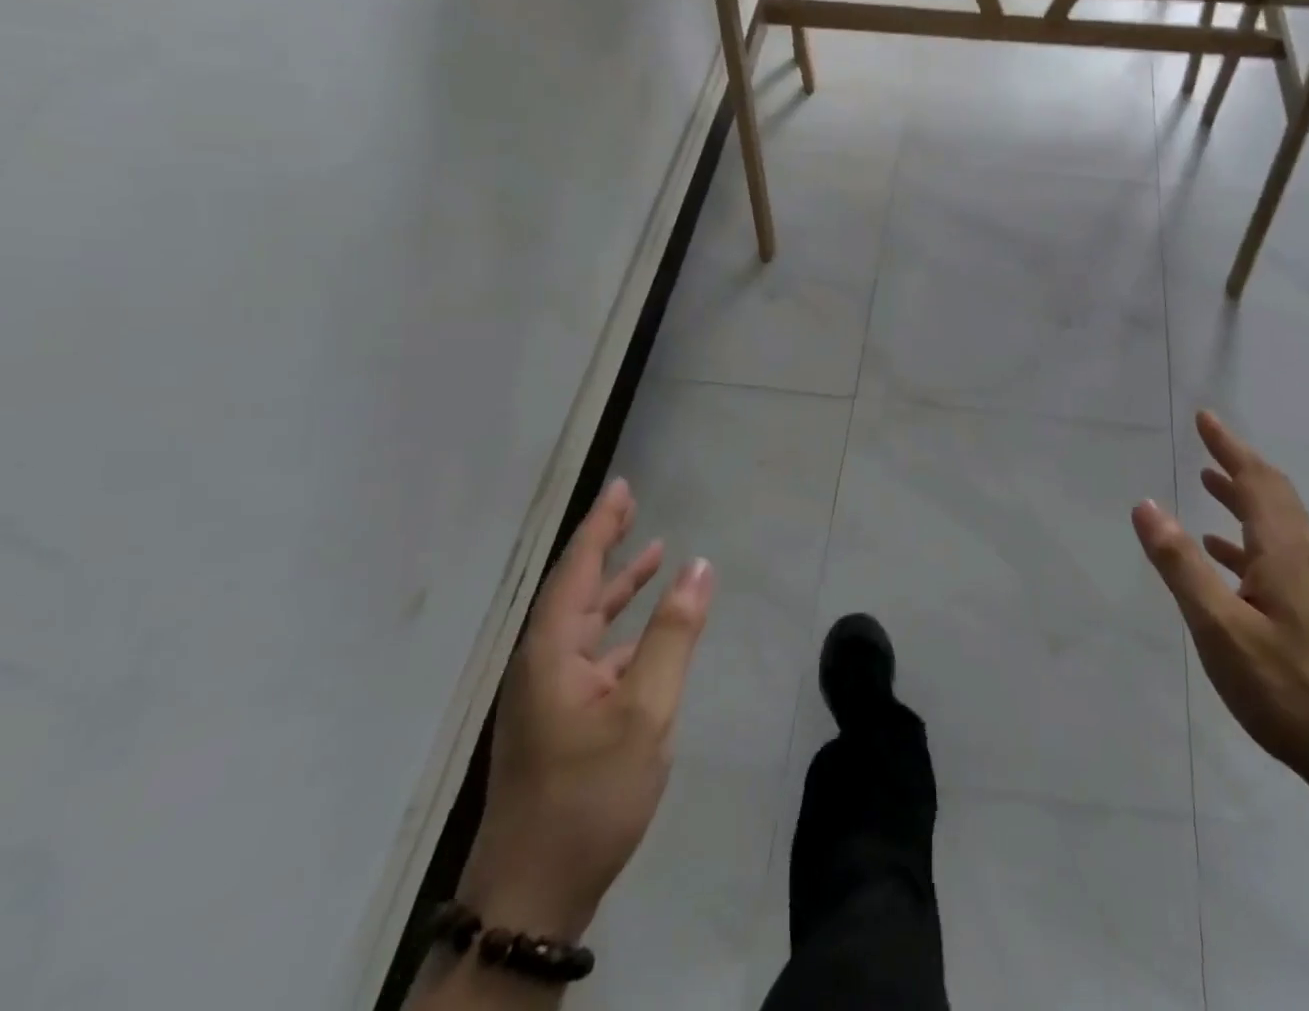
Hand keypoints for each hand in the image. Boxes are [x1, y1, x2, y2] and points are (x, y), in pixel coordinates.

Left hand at [459, 478, 713, 938]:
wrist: (533, 897)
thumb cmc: (590, 793)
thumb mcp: (645, 710)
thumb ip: (674, 634)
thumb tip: (699, 567)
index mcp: (551, 653)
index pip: (577, 570)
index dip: (601, 526)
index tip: (622, 487)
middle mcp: (542, 665)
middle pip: (576, 590)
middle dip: (606, 546)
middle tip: (633, 505)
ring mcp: (548, 696)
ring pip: (586, 623)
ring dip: (617, 587)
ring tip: (653, 552)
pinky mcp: (561, 722)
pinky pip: (595, 654)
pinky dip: (623, 629)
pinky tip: (648, 631)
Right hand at [1133, 411, 1308, 794]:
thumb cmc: (1284, 688)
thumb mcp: (1218, 626)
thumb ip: (1180, 564)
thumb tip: (1147, 504)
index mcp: (1284, 551)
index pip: (1256, 480)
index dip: (1229, 446)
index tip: (1205, 418)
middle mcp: (1305, 557)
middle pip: (1273, 494)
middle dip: (1238, 463)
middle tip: (1207, 441)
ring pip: (1277, 522)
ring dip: (1243, 497)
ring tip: (1210, 483)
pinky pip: (1278, 553)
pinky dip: (1248, 538)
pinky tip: (1225, 554)